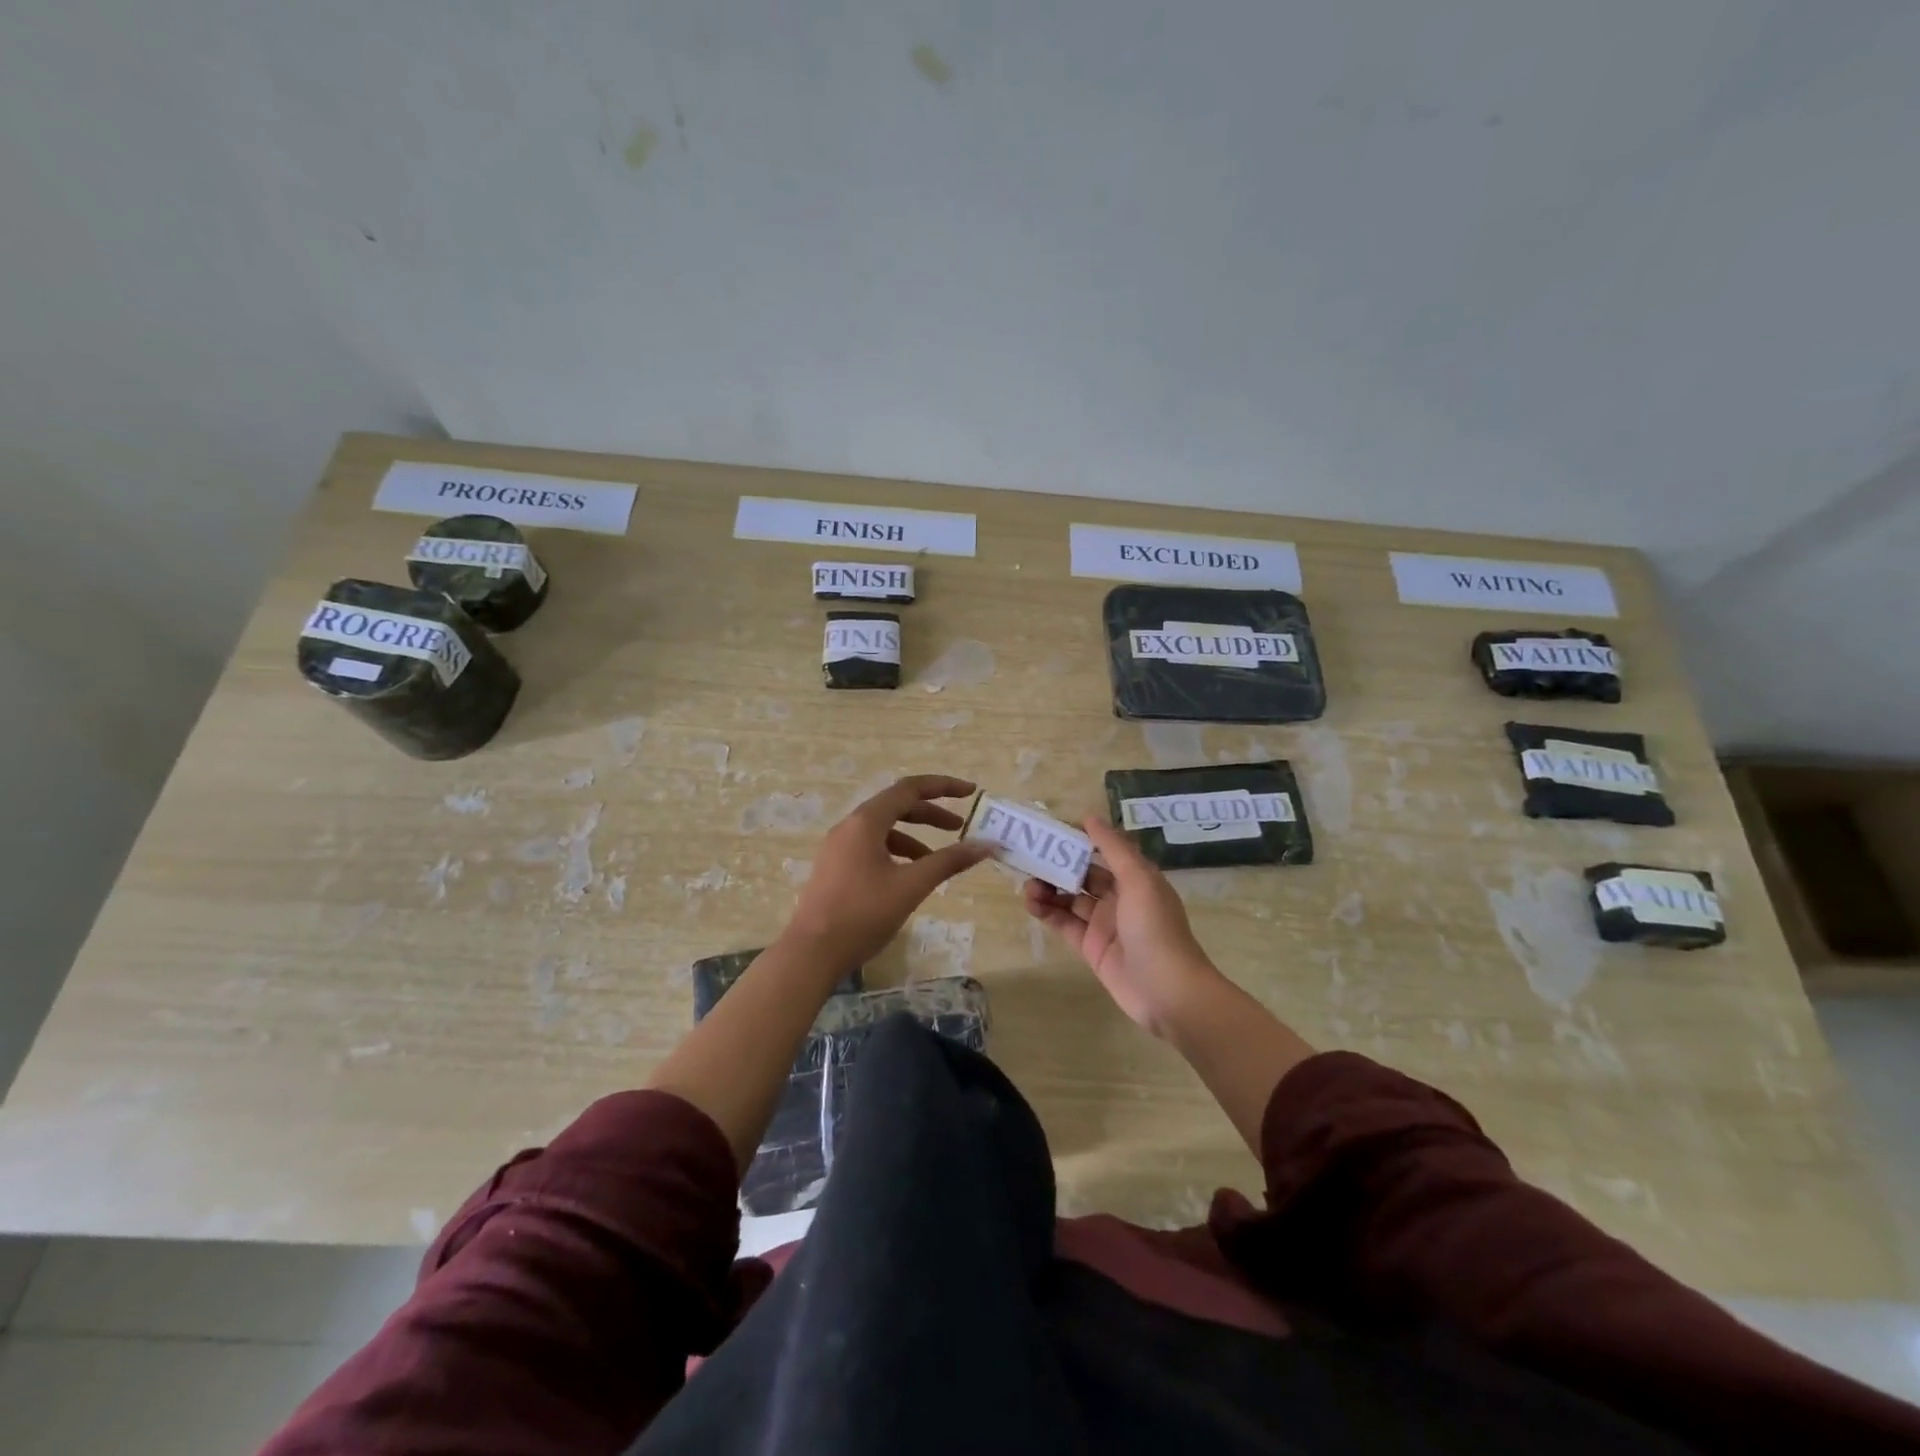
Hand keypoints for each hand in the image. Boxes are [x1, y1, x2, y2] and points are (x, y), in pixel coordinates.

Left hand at [781, 774, 993, 967]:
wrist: (812, 952)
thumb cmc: (863, 913)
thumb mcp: (912, 886)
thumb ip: (949, 861)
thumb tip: (986, 845)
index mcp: (866, 822)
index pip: (909, 789)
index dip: (943, 787)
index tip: (970, 792)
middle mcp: (849, 826)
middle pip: (896, 806)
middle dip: (930, 813)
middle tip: (959, 827)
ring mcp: (838, 847)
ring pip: (883, 829)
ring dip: (913, 836)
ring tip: (936, 859)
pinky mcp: (834, 867)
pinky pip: (871, 847)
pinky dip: (895, 852)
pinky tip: (908, 877)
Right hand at [1023, 817, 1224, 1036]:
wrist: (1168, 992)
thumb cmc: (1155, 928)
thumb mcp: (1138, 880)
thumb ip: (1114, 848)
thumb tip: (1089, 818)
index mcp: (1134, 878)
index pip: (1102, 852)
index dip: (1077, 841)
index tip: (1049, 831)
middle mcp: (1119, 897)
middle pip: (1082, 875)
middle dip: (1057, 866)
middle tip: (1029, 859)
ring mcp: (1103, 924)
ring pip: (1070, 899)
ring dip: (1049, 889)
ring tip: (1028, 886)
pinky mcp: (1091, 948)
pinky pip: (1065, 924)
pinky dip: (1048, 913)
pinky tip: (1032, 904)